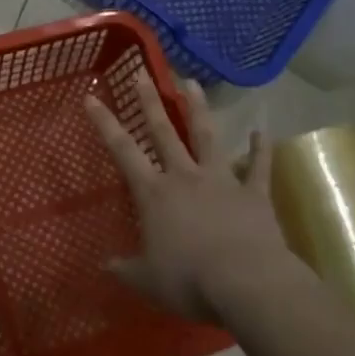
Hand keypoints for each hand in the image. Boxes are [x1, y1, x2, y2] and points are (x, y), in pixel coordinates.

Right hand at [83, 72, 293, 323]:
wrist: (247, 283)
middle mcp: (185, 177)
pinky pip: (259, 167)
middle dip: (150, 101)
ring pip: (207, 136)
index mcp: (154, 194)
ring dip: (199, 109)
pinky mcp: (254, 193)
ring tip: (192, 83)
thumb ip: (125, 269)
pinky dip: (261, 149)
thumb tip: (104, 266)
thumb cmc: (189, 280)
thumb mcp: (147, 281)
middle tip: (143, 73)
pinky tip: (263, 131)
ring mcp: (222, 180)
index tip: (91, 98)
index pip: (123, 151)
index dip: (105, 124)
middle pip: (164, 132)